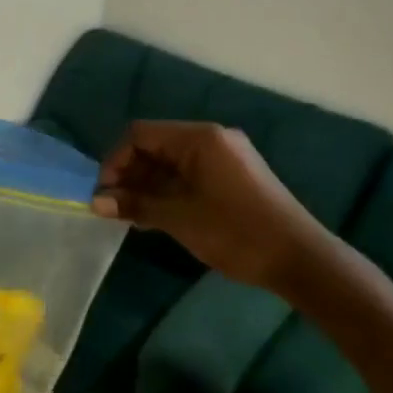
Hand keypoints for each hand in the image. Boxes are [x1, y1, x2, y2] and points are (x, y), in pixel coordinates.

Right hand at [92, 121, 330, 290]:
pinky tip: (155, 216)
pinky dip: (167, 191)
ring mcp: (224, 158)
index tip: (104, 195)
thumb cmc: (234, 231)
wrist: (297, 258)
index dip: (115, 161)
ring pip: (170, 163)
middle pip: (155, 146)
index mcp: (199, 138)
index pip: (140, 134)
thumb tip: (95, 202)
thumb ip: (135, 205)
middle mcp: (211, 139)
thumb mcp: (178, 218)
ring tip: (131, 216)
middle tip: (114, 209)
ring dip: (146, 186)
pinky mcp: (232, 177)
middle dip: (129, 175)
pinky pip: (188, 175)